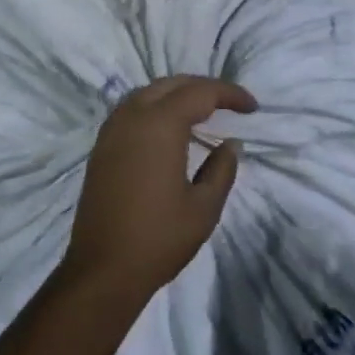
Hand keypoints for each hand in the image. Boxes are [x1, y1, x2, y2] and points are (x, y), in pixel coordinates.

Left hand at [60, 76, 255, 309]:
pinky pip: (133, 108)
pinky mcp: (102, 145)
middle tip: (230, 105)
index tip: (252, 107)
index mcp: (160, 124)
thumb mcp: (203, 209)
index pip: (200, 92)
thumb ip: (221, 170)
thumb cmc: (158, 239)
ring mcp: (113, 128)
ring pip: (149, 91)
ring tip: (203, 111)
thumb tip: (230, 144)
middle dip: (204, 88)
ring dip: (178, 93)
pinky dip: (156, 105)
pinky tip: (169, 127)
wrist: (102, 270)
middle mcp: (134, 115)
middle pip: (173, 84)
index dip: (229, 94)